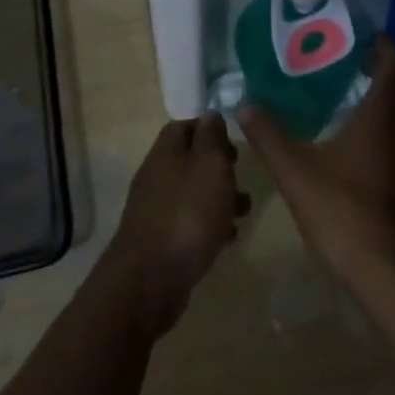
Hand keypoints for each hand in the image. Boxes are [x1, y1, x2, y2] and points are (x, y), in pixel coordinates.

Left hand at [101, 114, 248, 338]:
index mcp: (165, 152)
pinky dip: (209, 225)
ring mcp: (155, 209)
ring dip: (218, 197)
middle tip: (242, 174)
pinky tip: (227, 238)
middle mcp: (156, 175)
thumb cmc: (188, 214)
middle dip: (219, 166)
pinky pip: (188, 222)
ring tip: (244, 211)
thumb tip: (211, 114)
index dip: (209, 127)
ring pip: (192, 193)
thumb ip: (212, 137)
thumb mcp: (210, 165)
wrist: (150, 279)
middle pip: (189, 160)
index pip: (184, 125)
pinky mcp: (159, 240)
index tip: (234, 139)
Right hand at [238, 38, 394, 291]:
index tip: (355, 35)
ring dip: (385, 102)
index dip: (380, 44)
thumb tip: (244, 105)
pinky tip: (360, 147)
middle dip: (378, 70)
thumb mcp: (297, 173)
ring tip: (347, 98)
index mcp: (385, 115)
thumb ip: (269, 137)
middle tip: (342, 62)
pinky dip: (388, 131)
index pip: (394, 63)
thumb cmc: (346, 213)